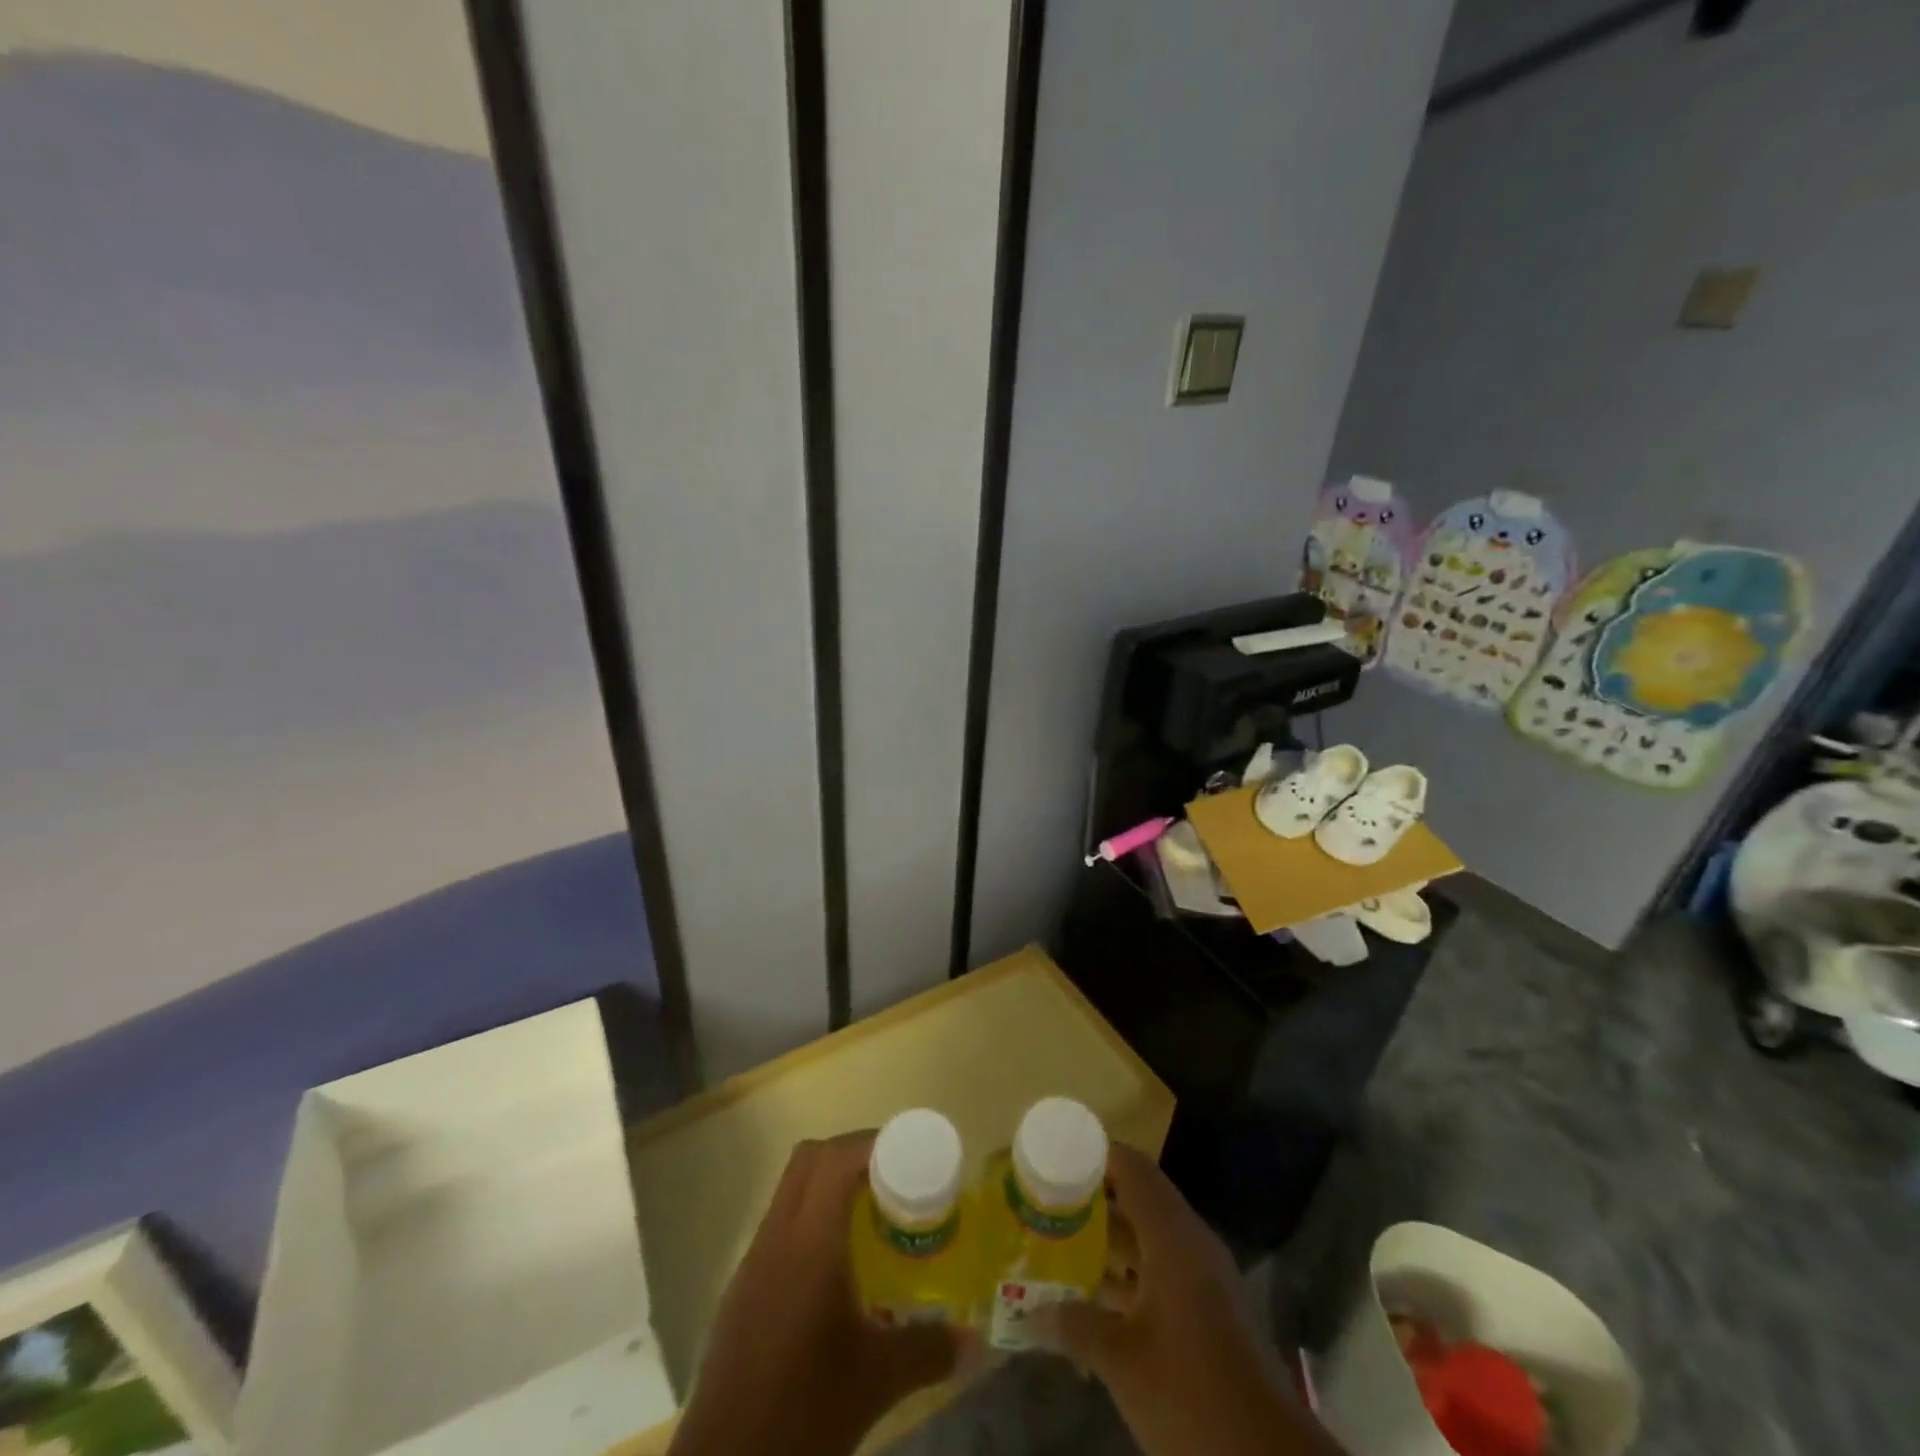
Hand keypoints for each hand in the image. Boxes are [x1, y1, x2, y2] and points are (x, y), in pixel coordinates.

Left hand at [668, 1132, 963, 1455]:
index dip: (872, 1143)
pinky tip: (834, 1265)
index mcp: (810, 1243)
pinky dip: (809, 1220)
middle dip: (850, 1154)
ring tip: (869, 1216)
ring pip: (789, 1190)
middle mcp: (776, 1238)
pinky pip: (778, 1225)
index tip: (908, 1153)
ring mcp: (752, 1262)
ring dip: (826, 1185)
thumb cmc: (806, 1410)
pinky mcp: (740, 1291)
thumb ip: (929, 1350)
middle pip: (808, 1160)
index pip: (835, 1159)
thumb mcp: (878, 1380)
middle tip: (891, 1177)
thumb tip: (976, 1343)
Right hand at [1033, 1144, 1344, 1455]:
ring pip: (1147, 1239)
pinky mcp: (1208, 1313)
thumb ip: (1075, 1326)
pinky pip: (1160, 1272)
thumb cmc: (1191, 1394)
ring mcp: (1203, 1279)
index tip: (1052, 1161)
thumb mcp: (1122, 1361)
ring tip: (1057, 1246)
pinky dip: (1126, 1276)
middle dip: (1091, 1202)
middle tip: (1044, 1206)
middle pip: (1136, 1200)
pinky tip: (1091, 1299)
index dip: (1093, 1156)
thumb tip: (1032, 1313)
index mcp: (1173, 1236)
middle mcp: (1190, 1244)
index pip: (1131, 1168)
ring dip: (1106, 1242)